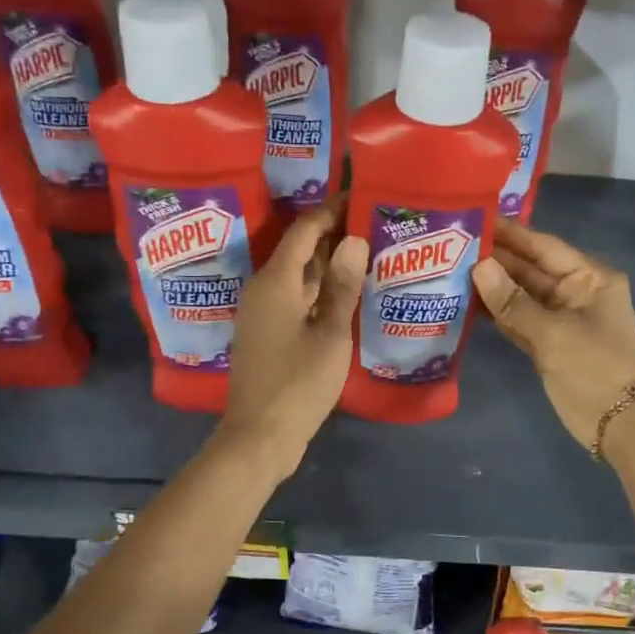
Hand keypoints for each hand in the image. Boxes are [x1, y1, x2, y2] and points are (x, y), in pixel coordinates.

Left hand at [220, 200, 367, 475]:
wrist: (260, 436)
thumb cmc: (298, 383)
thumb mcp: (330, 335)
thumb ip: (342, 287)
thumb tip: (354, 240)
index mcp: (275, 281)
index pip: (305, 229)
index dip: (333, 210)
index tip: (362, 197)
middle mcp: (263, 289)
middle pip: (299, 249)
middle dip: (334, 235)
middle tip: (374, 225)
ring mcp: (262, 313)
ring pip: (298, 275)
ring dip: (329, 264)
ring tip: (369, 253)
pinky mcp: (267, 334)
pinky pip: (295, 298)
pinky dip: (320, 291)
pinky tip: (348, 294)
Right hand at [473, 219, 634, 449]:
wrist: (619, 424)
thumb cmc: (596, 368)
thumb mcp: (554, 333)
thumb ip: (513, 302)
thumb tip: (478, 267)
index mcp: (589, 278)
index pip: (544, 247)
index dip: (510, 234)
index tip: (475, 219)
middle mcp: (574, 292)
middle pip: (529, 269)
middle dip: (494, 260)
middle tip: (451, 245)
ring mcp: (559, 319)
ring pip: (519, 296)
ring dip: (490, 286)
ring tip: (450, 269)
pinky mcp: (546, 344)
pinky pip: (516, 320)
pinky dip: (495, 313)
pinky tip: (465, 302)